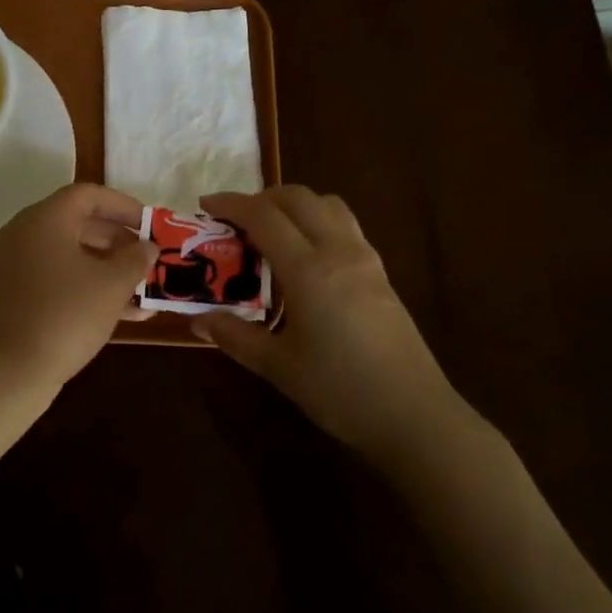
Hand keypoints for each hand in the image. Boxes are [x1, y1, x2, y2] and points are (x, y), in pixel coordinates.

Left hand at [0, 183, 157, 391]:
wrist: (9, 372)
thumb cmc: (65, 316)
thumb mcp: (112, 286)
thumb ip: (135, 259)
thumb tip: (148, 247)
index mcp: (44, 219)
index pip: (88, 194)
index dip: (124, 205)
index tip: (151, 224)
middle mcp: (23, 233)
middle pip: (77, 222)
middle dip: (118, 239)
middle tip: (148, 256)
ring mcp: (13, 264)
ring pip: (68, 254)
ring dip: (106, 267)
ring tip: (142, 288)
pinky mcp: (12, 293)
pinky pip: (55, 277)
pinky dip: (84, 285)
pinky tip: (120, 311)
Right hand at [195, 187, 463, 462]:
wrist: (413, 414)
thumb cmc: (340, 391)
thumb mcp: (277, 366)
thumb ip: (235, 336)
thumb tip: (198, 320)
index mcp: (308, 270)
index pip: (264, 217)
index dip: (232, 204)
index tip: (206, 205)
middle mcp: (338, 252)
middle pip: (299, 198)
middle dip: (262, 198)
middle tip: (235, 219)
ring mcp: (365, 260)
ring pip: (328, 205)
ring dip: (294, 205)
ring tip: (270, 230)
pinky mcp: (381, 274)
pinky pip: (345, 226)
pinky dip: (317, 221)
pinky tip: (305, 256)